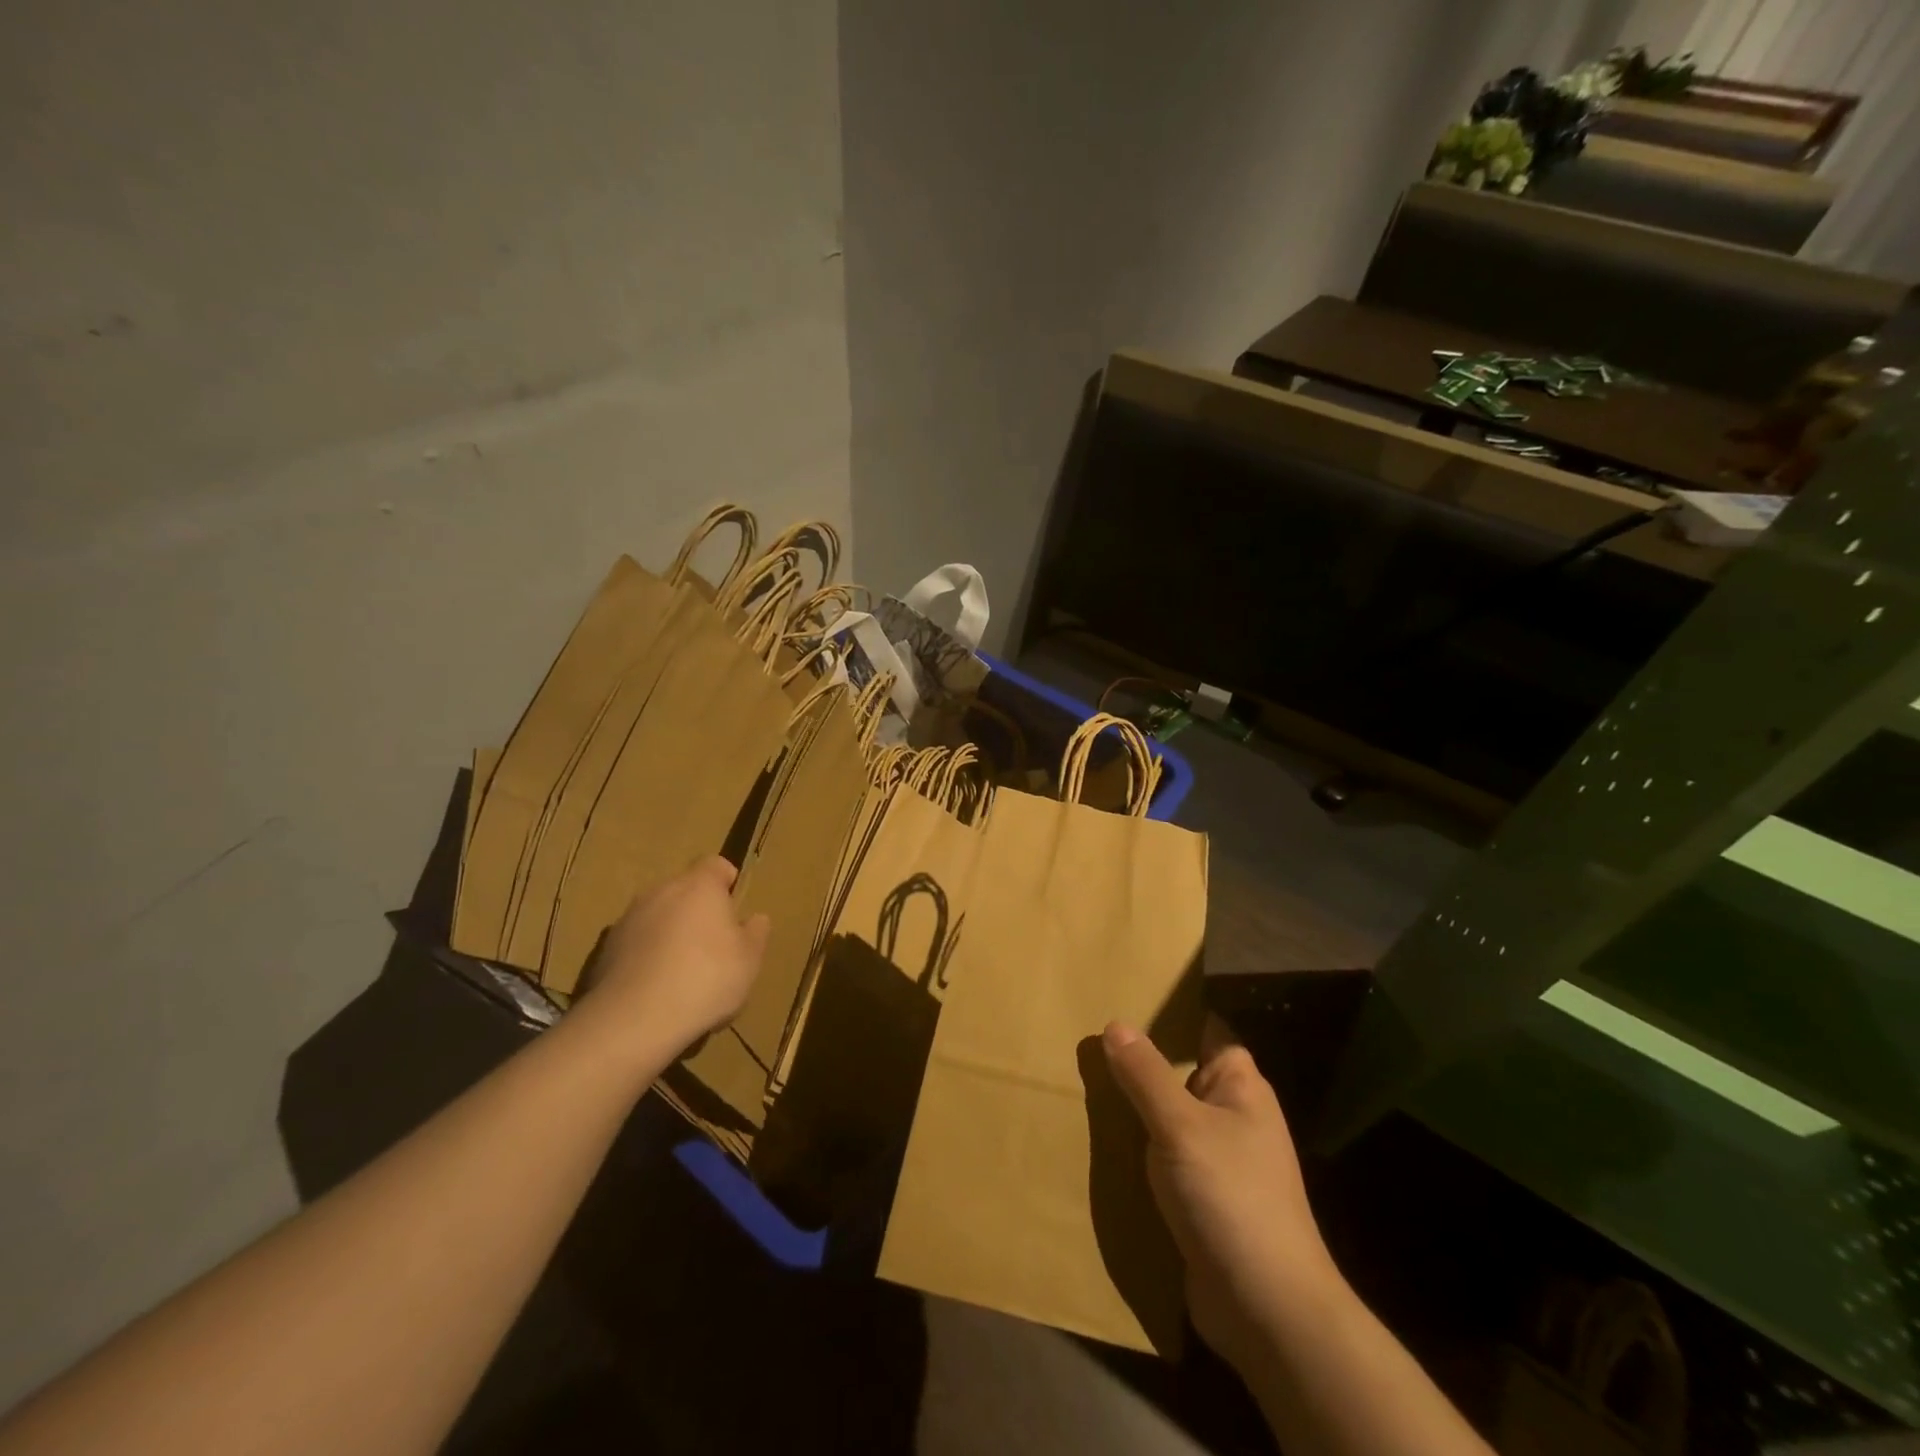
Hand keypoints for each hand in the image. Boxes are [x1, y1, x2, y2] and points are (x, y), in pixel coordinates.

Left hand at [577, 856, 770, 1055]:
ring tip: (683, 971)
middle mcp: (661, 891)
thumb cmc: (705, 979)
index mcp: (699, 886)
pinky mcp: (605, 949)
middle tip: (714, 944)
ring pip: (658, 916)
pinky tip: (657, 988)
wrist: (634, 1020)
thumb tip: (755, 919)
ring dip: (670, 932)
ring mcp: (628, 919)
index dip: (727, 882)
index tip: (734, 909)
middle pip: (684, 890)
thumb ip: (755, 933)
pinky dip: (647, 955)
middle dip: (698, 910)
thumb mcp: (749, 960)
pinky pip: (636, 942)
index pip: (715, 865)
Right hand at [1103, 1016, 1338, 1375]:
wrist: (1266, 1309)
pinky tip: (1095, 1141)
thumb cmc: (1230, 1197)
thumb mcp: (1181, 1126)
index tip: (1120, 996)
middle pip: (1178, 1072)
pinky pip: (1161, 1156)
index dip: (1167, 1012)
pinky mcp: (1200, 1197)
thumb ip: (1146, 1075)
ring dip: (1130, 1107)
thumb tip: (1116, 1024)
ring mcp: (1216, 1158)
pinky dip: (1134, 1148)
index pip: (1204, 1029)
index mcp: (1239, 1086)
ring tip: (1078, 1082)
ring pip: (1166, 1116)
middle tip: (1084, 1038)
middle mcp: (1231, 1115)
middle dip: (1136, 1060)